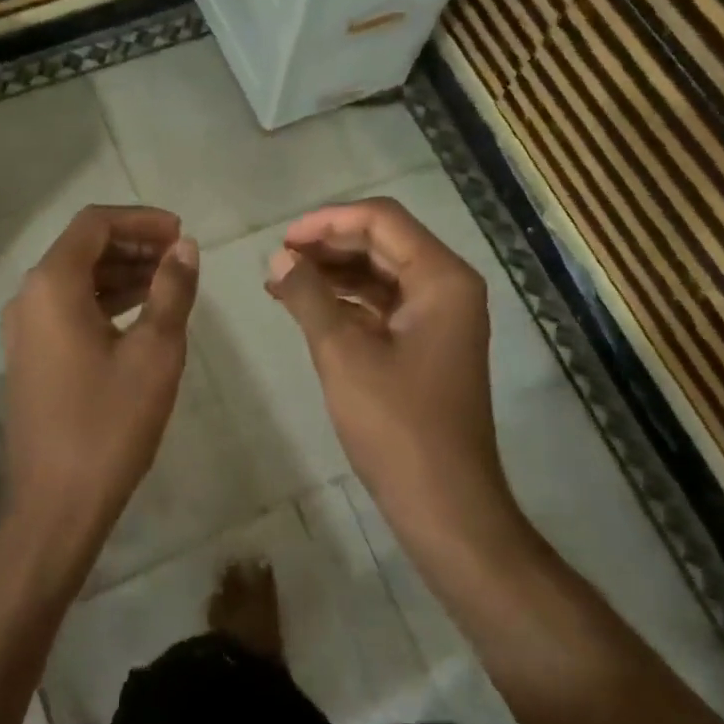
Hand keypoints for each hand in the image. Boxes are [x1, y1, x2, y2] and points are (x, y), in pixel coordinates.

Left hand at [1, 205, 199, 555]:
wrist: (55, 505)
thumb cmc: (109, 423)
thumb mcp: (155, 352)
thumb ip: (172, 290)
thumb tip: (185, 248)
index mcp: (52, 285)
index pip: (95, 223)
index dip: (141, 219)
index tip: (180, 233)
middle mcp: (29, 296)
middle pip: (83, 247)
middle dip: (134, 243)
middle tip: (180, 256)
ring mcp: (24, 328)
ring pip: (76, 278)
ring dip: (122, 271)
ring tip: (169, 281)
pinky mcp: (30, 355)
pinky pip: (68, 307)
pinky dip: (105, 299)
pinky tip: (141, 313)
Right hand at [266, 197, 523, 560]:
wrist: (445, 504)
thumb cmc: (397, 425)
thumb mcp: (343, 353)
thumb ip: (308, 296)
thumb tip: (277, 258)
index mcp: (441, 278)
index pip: (382, 219)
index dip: (328, 221)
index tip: (283, 239)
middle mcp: (447, 287)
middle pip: (382, 241)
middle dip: (328, 244)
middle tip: (278, 259)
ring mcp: (439, 317)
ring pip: (380, 272)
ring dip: (333, 271)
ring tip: (282, 280)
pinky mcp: (426, 343)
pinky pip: (383, 304)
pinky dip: (346, 300)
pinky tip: (307, 307)